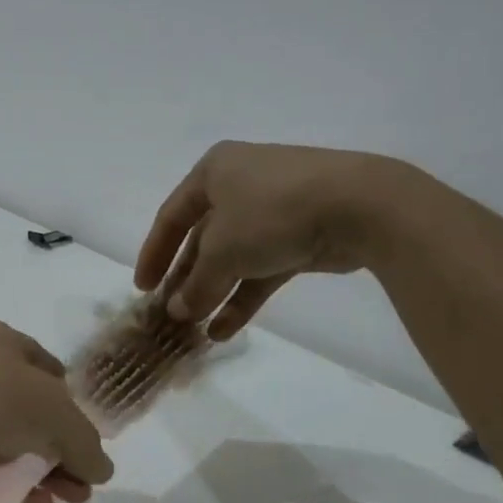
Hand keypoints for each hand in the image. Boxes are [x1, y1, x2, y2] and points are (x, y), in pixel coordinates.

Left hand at [0, 320, 113, 502]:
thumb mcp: (55, 413)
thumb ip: (85, 442)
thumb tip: (102, 471)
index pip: (46, 369)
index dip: (71, 402)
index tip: (87, 438)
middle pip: (30, 411)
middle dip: (62, 448)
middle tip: (83, 483)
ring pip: (7, 441)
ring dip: (41, 471)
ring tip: (69, 500)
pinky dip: (8, 485)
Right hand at [134, 141, 417, 339]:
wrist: (359, 206)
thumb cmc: (271, 212)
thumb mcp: (222, 251)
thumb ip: (196, 285)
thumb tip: (177, 312)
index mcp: (214, 172)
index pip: (171, 217)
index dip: (153, 254)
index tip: (143, 289)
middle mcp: (240, 186)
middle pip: (202, 239)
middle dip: (186, 279)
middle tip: (169, 313)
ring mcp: (272, 212)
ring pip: (232, 258)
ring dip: (213, 293)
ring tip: (194, 329)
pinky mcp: (299, 236)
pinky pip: (261, 270)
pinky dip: (242, 298)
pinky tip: (224, 330)